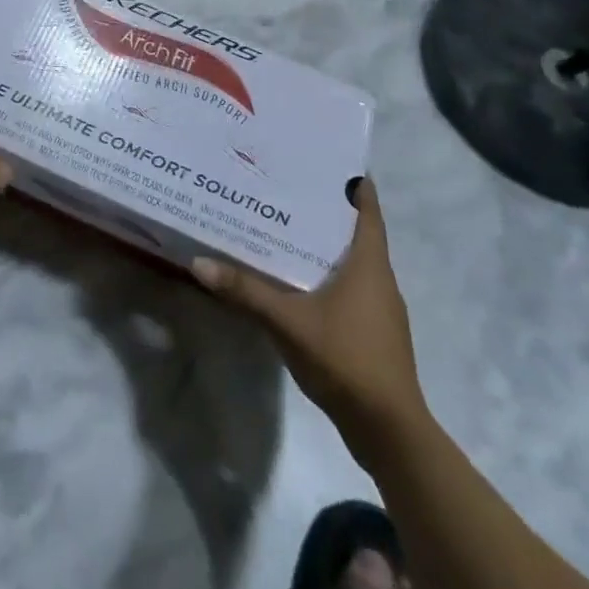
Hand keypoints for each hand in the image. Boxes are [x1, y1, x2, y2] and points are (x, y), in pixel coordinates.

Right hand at [192, 175, 426, 441]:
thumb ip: (246, 292)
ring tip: (284, 226)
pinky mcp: (374, 332)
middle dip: (325, 208)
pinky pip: (350, 287)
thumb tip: (199, 263)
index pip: (367, 207)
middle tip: (286, 186)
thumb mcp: (288, 321)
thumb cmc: (346, 359)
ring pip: (352, 261)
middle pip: (355, 230)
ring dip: (324, 243)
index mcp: (370, 262)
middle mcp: (380, 277)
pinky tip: (298, 280)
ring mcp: (380, 308)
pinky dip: (327, 274)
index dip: (352, 180)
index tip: (324, 157)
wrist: (389, 431)